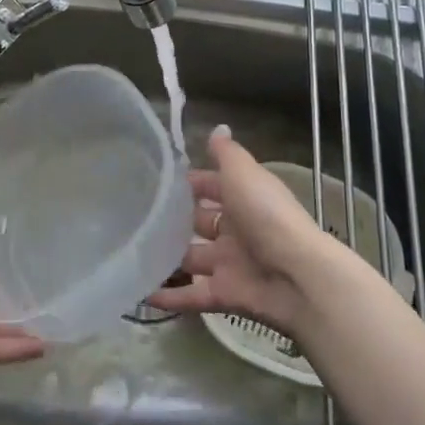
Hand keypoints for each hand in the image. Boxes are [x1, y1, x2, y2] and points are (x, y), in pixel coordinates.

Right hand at [147, 126, 342, 333]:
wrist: (296, 275)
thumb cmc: (266, 215)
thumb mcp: (244, 174)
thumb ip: (226, 153)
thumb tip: (217, 128)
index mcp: (243, 198)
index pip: (210, 187)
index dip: (188, 183)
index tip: (153, 180)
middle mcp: (235, 230)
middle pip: (199, 223)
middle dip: (173, 221)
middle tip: (133, 218)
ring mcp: (229, 264)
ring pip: (191, 259)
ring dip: (166, 259)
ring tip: (128, 253)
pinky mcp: (223, 295)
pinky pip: (191, 295)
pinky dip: (168, 297)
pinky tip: (140, 293)